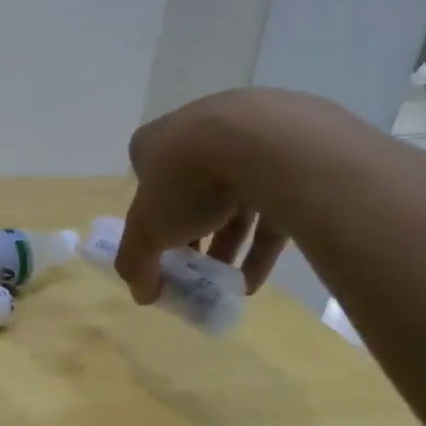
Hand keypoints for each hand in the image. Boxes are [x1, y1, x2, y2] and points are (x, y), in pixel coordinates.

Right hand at [114, 90, 286, 305]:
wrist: (266, 144)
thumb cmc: (187, 180)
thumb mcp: (146, 230)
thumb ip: (136, 262)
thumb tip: (141, 294)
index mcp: (157, 141)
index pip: (146, 178)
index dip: (150, 217)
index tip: (158, 248)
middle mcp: (200, 131)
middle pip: (191, 191)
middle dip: (191, 236)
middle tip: (192, 270)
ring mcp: (248, 139)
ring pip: (233, 199)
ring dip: (227, 245)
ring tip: (225, 284)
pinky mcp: (289, 157)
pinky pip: (271, 205)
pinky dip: (260, 244)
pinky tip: (253, 281)